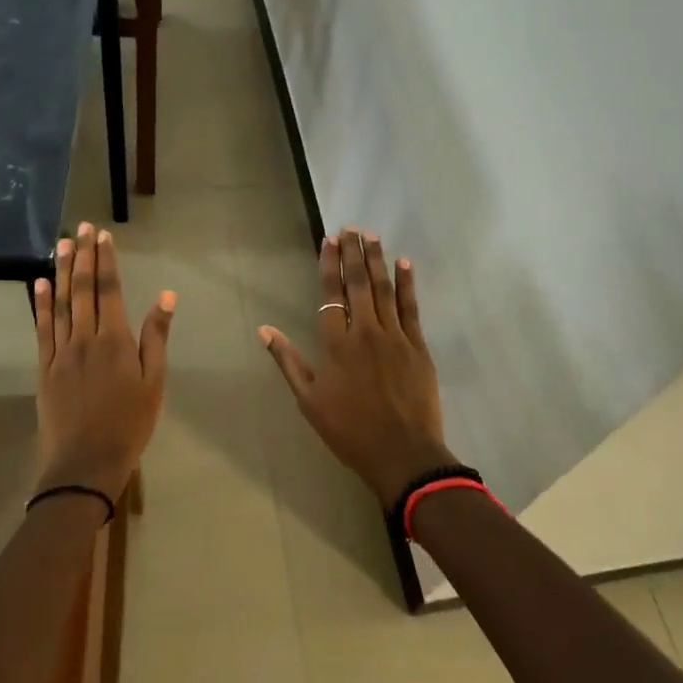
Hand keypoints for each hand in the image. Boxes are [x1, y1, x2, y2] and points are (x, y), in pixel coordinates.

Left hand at [33, 222, 173, 502]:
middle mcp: (85, 339)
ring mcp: (61, 353)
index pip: (110, 291)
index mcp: (115, 342)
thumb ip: (156, 338)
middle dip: (84, 257)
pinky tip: (41, 284)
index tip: (102, 236)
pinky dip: (41, 304)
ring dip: (63, 272)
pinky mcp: (45, 368)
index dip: (107, 261)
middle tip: (81, 228)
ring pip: (61, 304)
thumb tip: (165, 297)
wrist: (85, 464)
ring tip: (62, 244)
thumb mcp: (154, 384)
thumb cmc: (129, 425)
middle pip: (84, 290)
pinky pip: (42, 329)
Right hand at [259, 229, 453, 512]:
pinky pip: (411, 307)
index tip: (329, 241)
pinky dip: (407, 284)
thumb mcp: (309, 400)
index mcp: (335, 344)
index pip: (330, 294)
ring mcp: (394, 336)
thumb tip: (265, 330)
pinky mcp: (418, 346)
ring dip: (377, 261)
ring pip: (384, 289)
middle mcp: (364, 331)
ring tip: (372, 237)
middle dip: (353, 253)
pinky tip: (404, 264)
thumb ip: (288, 361)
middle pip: (357, 284)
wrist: (401, 454)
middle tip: (351, 228)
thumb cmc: (348, 430)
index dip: (329, 265)